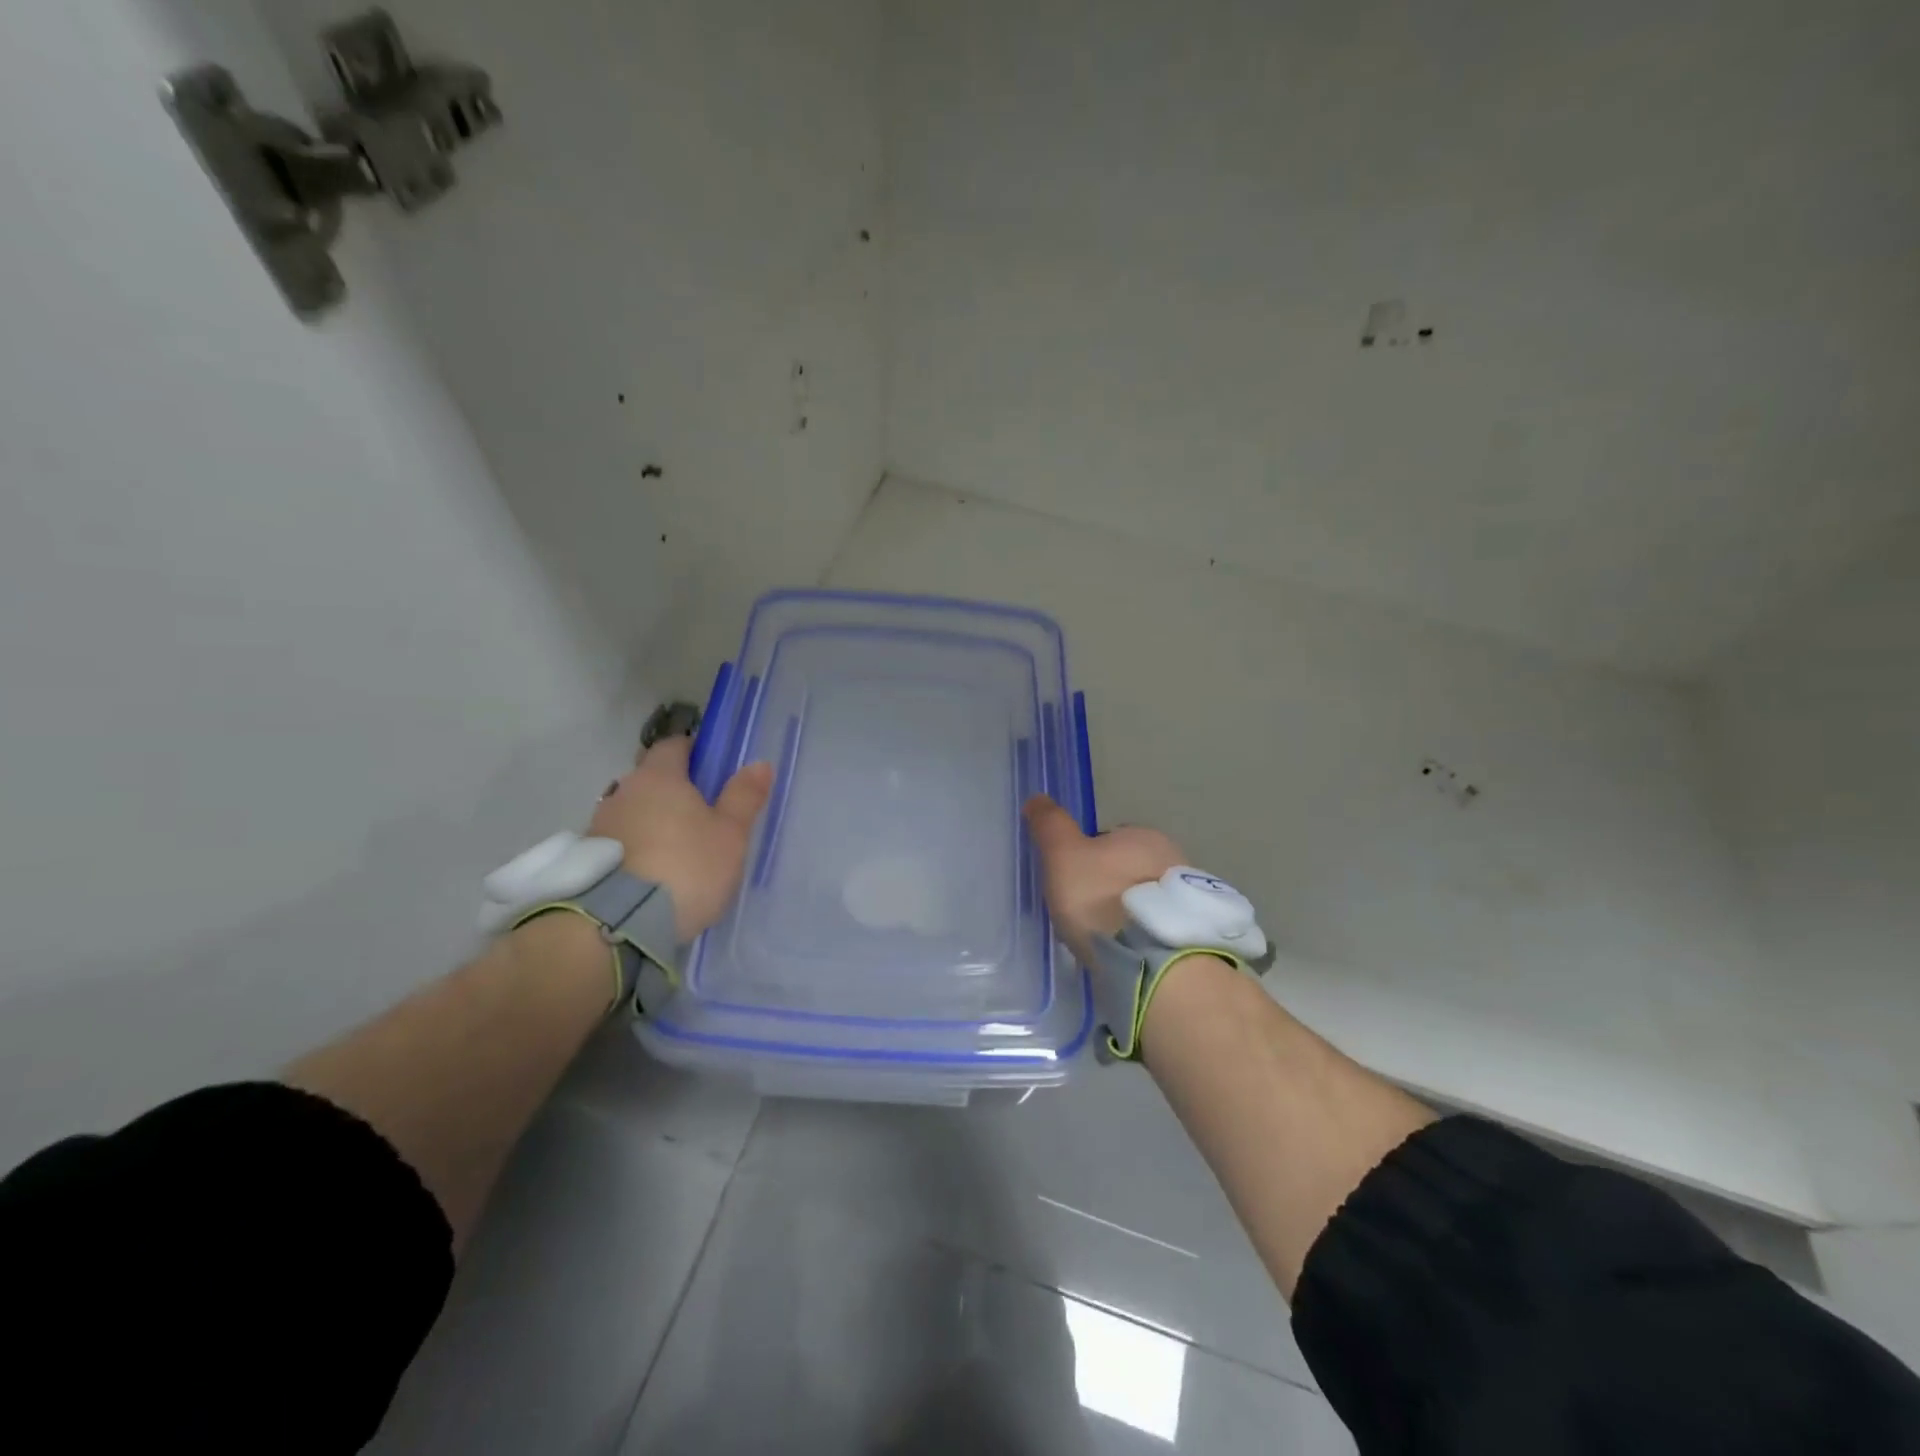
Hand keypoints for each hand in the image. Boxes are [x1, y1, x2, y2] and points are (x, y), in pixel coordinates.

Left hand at [589, 736, 773, 940]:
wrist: (618, 923)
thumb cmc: (685, 867)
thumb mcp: (730, 835)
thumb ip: (744, 797)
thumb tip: (759, 763)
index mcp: (659, 776)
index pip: (674, 745)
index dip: (694, 752)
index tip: (712, 770)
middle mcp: (623, 791)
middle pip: (652, 779)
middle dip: (674, 791)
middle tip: (701, 817)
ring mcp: (600, 824)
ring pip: (634, 811)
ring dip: (652, 822)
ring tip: (676, 852)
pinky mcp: (588, 859)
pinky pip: (620, 841)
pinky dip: (636, 849)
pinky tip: (653, 873)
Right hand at [1022, 795, 1184, 963]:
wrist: (1150, 958)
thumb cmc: (1101, 897)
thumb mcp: (1063, 855)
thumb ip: (1050, 825)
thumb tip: (1037, 798)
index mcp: (1143, 835)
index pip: (1108, 839)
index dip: (1085, 859)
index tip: (1070, 884)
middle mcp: (1171, 857)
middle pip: (1127, 869)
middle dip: (1108, 885)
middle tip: (1084, 913)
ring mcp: (1186, 897)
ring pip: (1144, 898)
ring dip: (1127, 912)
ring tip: (1104, 938)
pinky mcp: (1189, 932)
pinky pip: (1156, 926)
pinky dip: (1140, 934)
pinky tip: (1125, 952)